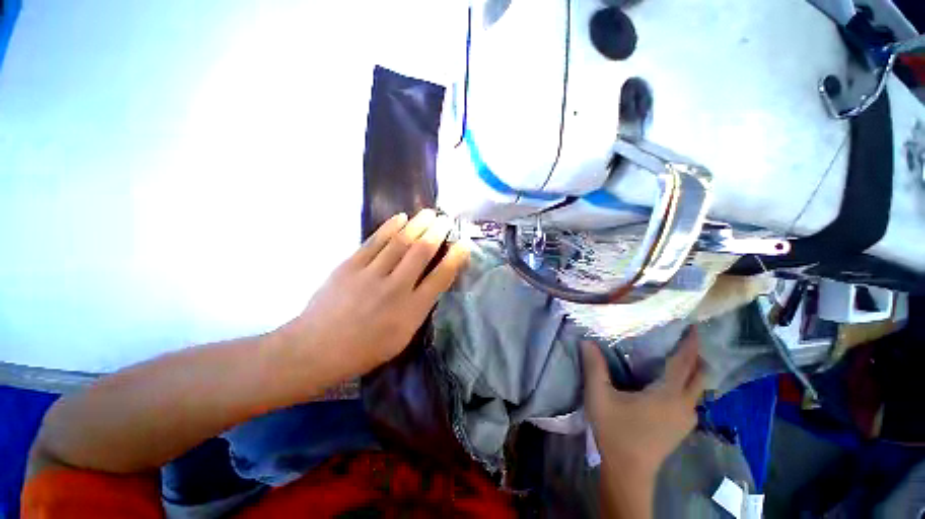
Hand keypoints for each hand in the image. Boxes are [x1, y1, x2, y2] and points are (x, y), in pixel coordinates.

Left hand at [278, 209, 468, 381]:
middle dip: (437, 233)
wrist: (317, 349)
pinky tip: (401, 218)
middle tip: (445, 220)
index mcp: (411, 310)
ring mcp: (371, 275)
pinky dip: (389, 227)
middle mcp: (395, 288)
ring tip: (428, 213)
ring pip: (400, 242)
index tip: (464, 244)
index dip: (455, 258)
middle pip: (421, 253)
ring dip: (417, 225)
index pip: (440, 278)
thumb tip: (430, 283)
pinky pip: (374, 242)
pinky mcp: (349, 266)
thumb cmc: (365, 349)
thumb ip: (419, 308)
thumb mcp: (403, 336)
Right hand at [582, 330, 703, 476]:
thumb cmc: (615, 431)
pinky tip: (668, 384)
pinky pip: (692, 399)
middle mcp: (685, 406)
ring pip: (699, 389)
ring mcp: (687, 419)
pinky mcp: (682, 428)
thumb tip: (587, 341)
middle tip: (683, 340)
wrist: (628, 472)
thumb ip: (594, 367)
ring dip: (692, 372)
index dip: (690, 344)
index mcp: (668, 395)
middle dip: (697, 357)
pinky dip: (687, 385)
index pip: (685, 364)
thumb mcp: (599, 396)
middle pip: (701, 376)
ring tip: (675, 358)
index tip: (693, 327)